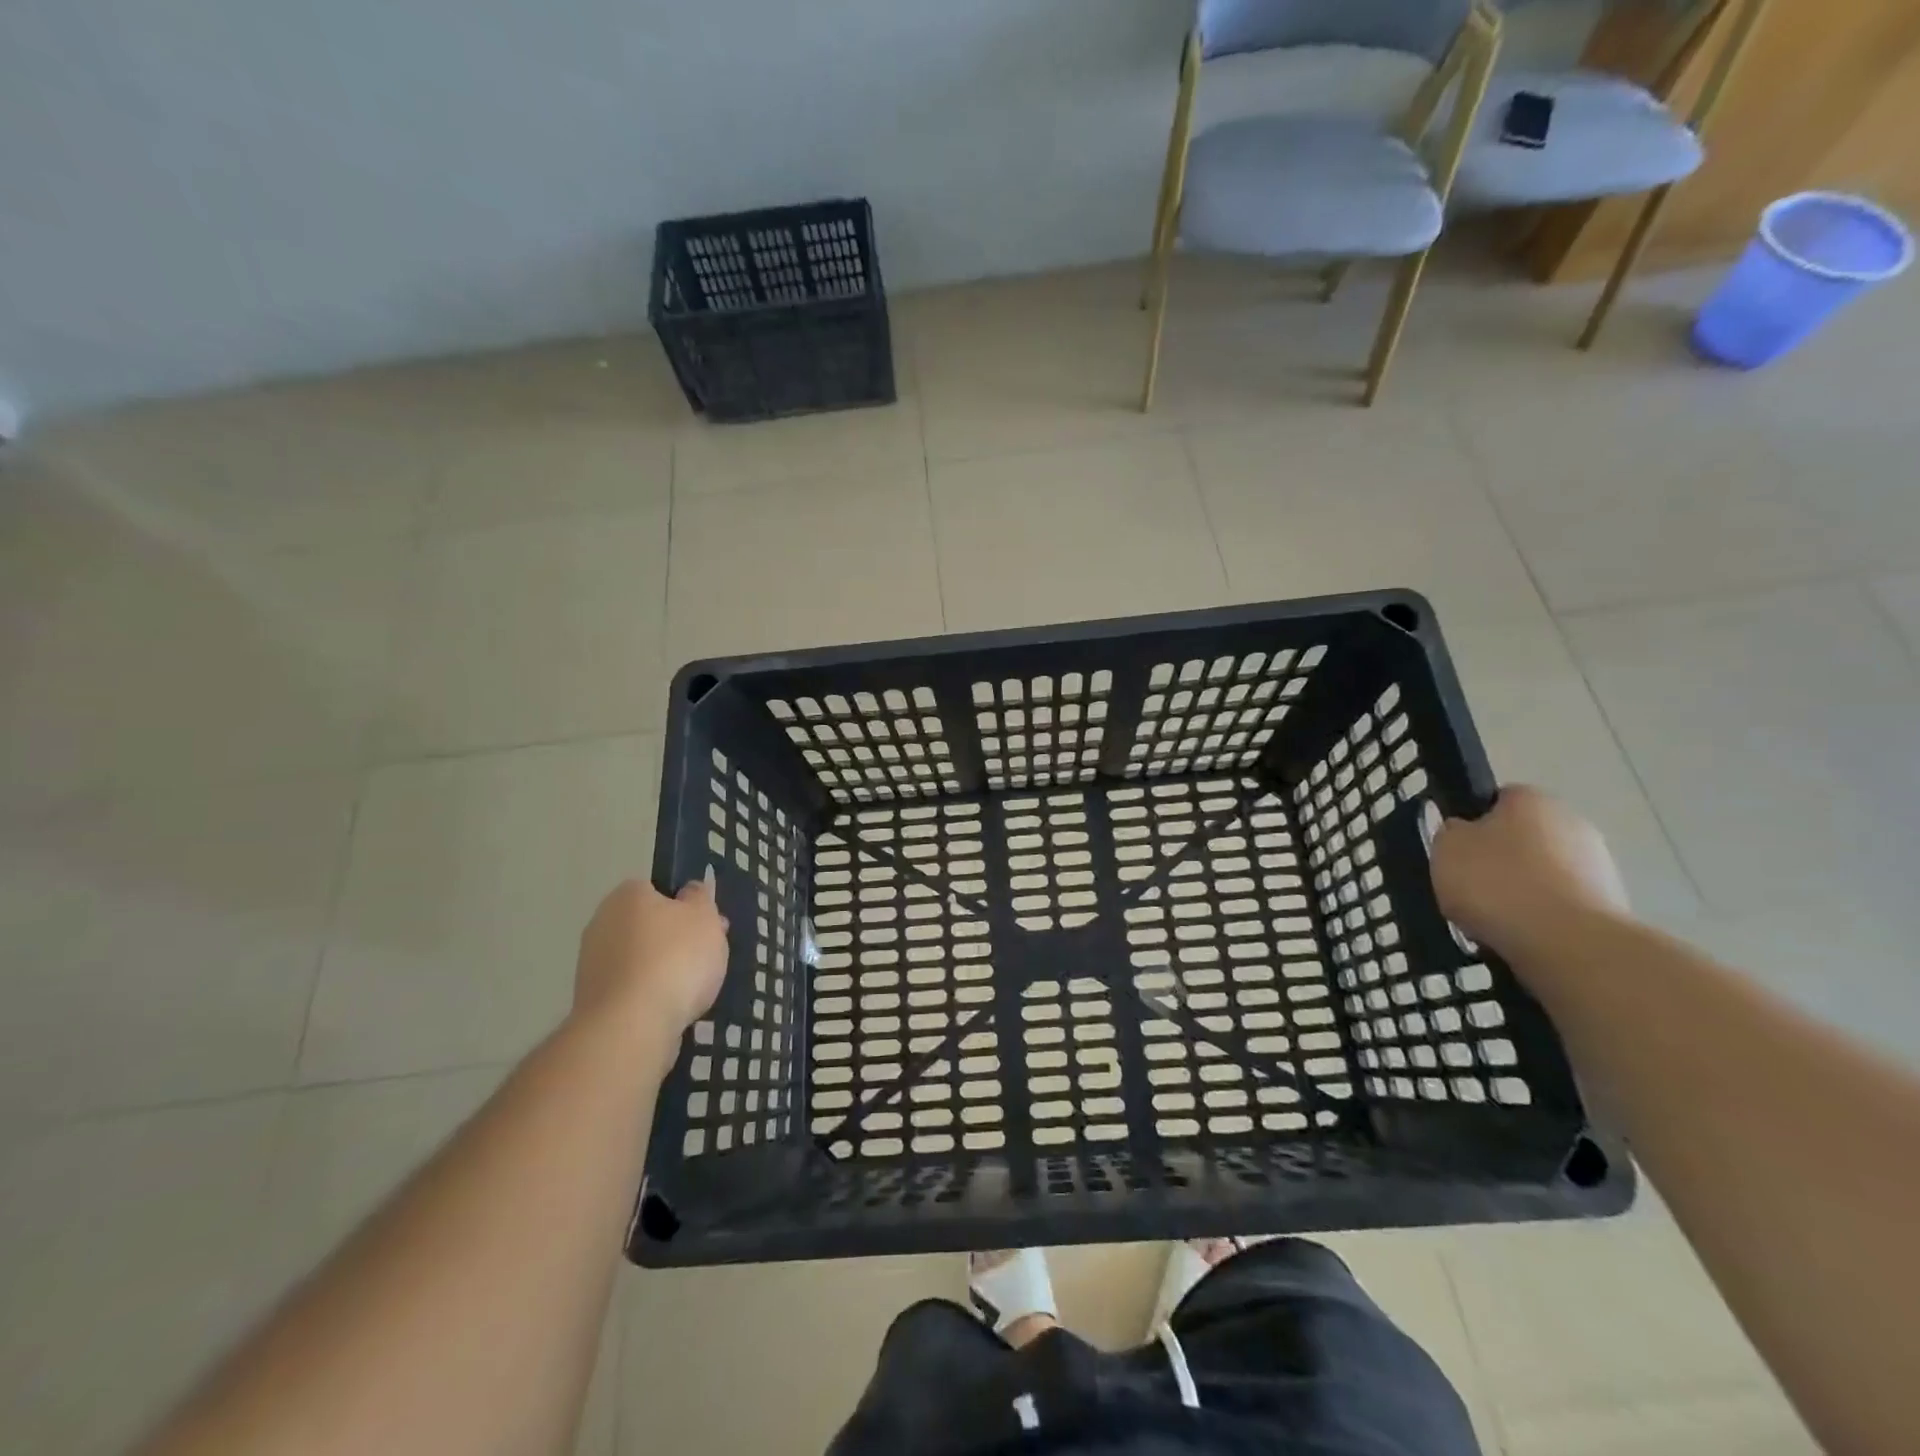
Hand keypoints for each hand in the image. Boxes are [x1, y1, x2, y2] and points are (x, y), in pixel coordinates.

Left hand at [573, 876, 729, 1049]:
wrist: (630, 1026)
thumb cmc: (674, 958)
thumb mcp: (705, 917)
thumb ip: (700, 898)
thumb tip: (690, 891)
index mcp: (627, 895)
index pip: (657, 890)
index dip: (686, 905)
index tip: (707, 925)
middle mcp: (602, 923)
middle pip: (648, 926)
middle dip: (675, 940)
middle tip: (706, 957)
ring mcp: (592, 965)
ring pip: (640, 959)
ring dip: (662, 970)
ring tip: (693, 990)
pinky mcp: (593, 1002)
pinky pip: (632, 990)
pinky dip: (650, 996)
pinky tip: (671, 1010)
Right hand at [1430, 785, 1629, 963]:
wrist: (1567, 943)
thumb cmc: (1497, 882)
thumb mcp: (1445, 848)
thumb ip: (1451, 832)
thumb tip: (1464, 833)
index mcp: (1532, 798)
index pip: (1497, 800)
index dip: (1473, 824)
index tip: (1456, 851)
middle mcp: (1572, 822)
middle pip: (1523, 838)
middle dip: (1500, 860)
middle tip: (1469, 887)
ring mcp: (1598, 865)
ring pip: (1543, 874)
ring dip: (1521, 892)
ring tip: (1491, 921)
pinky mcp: (1611, 906)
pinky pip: (1560, 906)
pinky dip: (1541, 918)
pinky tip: (1521, 936)